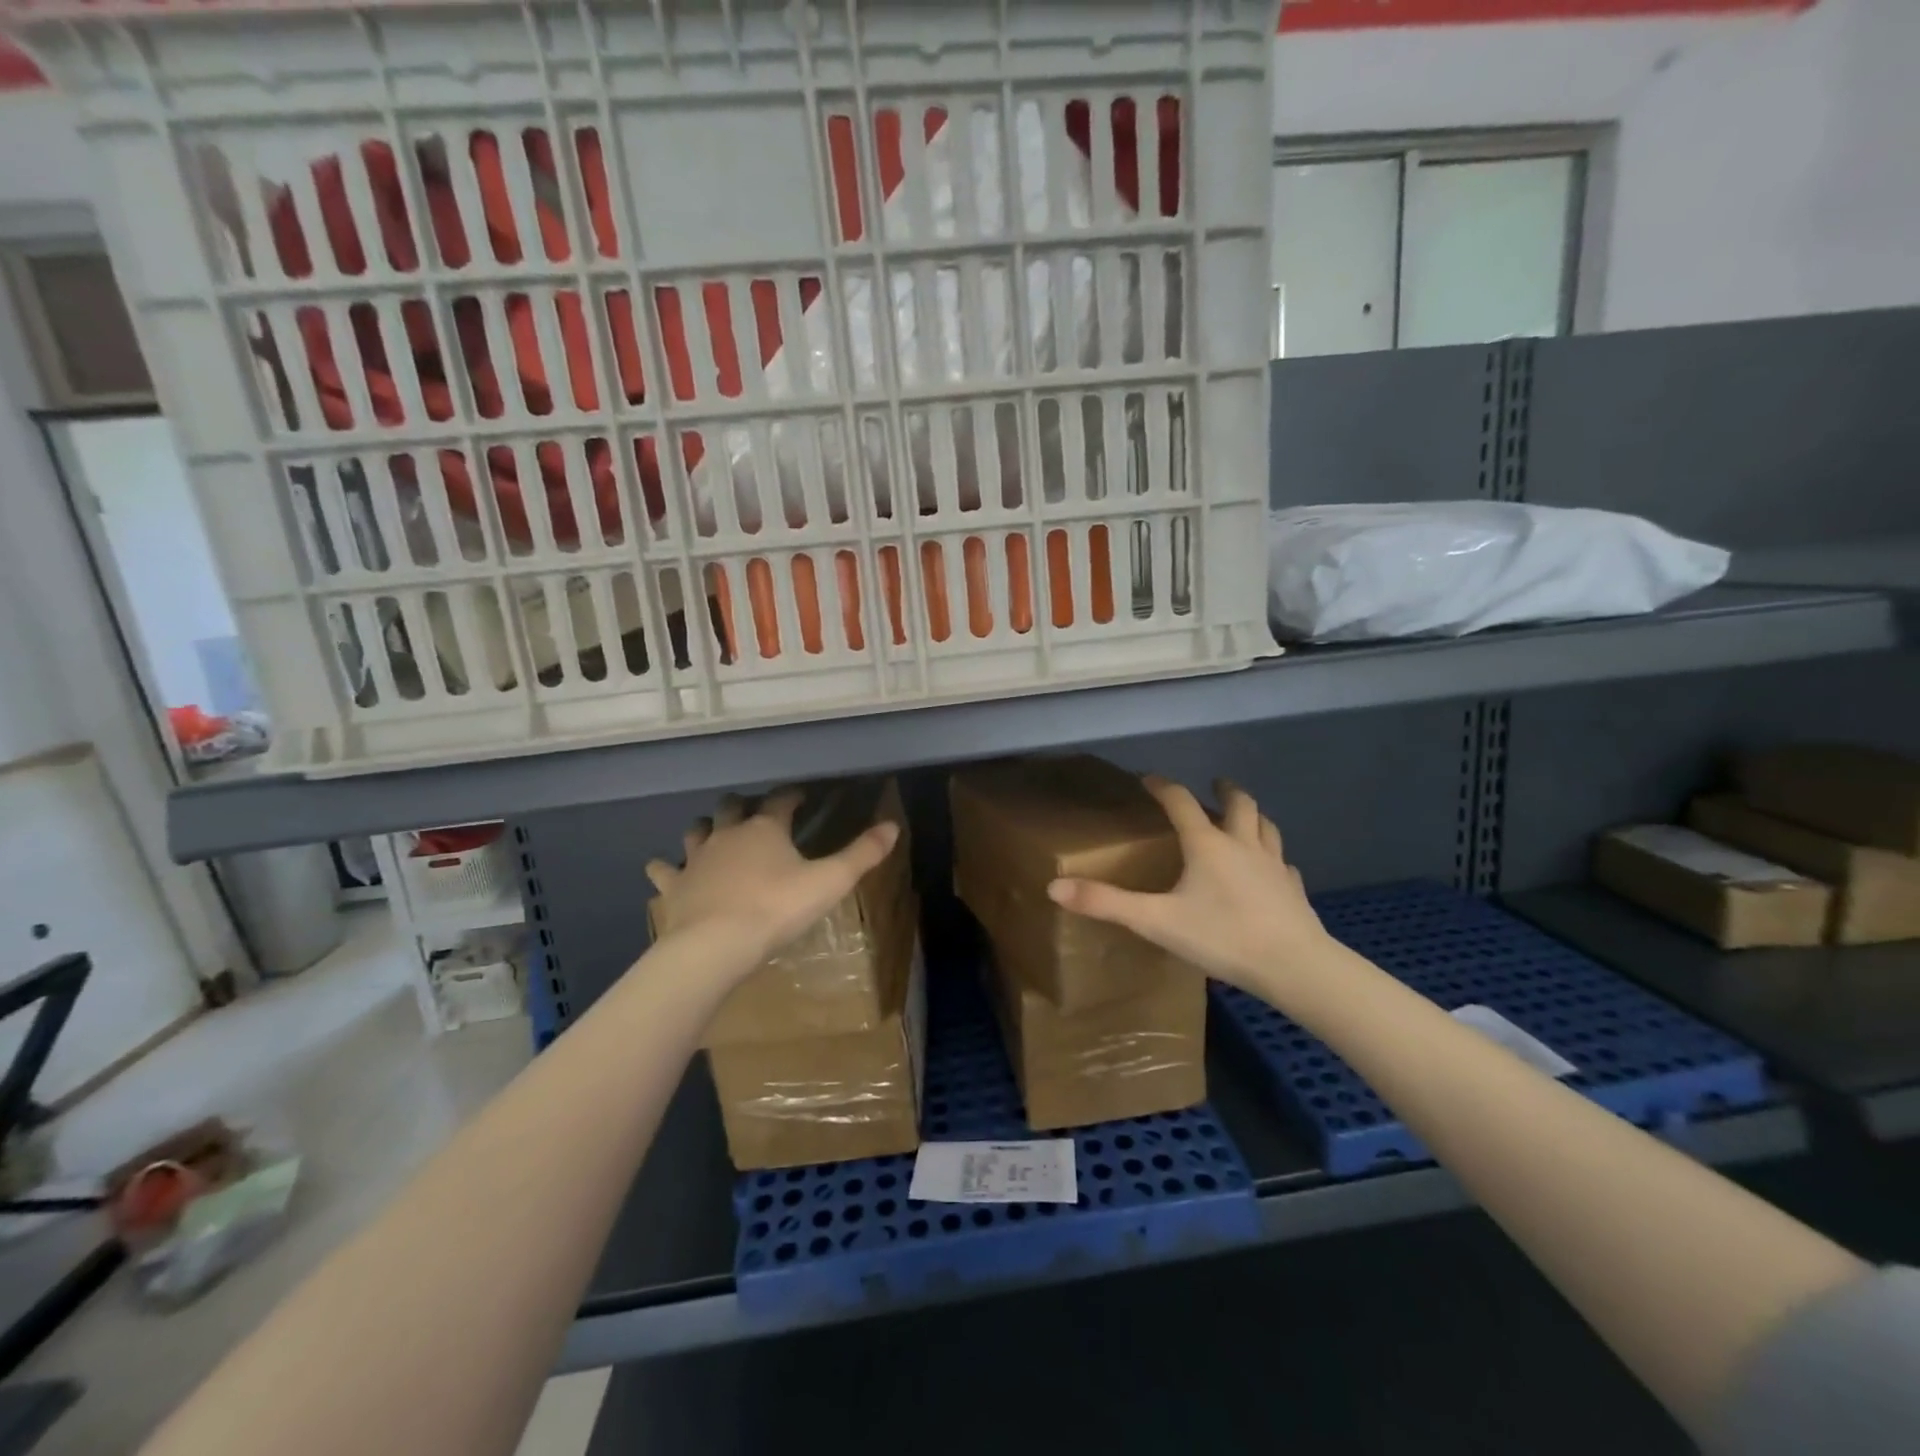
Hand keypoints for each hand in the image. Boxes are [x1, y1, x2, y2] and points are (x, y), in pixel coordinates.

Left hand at [646, 791, 899, 980]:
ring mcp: (696, 859)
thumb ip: (862, 854)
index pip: (781, 801)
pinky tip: (663, 869)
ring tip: (712, 831)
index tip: (801, 796)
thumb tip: (893, 825)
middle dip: (743, 805)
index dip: (792, 796)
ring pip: (697, 831)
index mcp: (766, 829)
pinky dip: (666, 867)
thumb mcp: (830, 882)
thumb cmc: (777, 909)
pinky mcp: (674, 886)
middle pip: (732, 807)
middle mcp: (728, 834)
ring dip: (705, 828)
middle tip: (754, 811)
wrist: (715, 945)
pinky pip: (665, 870)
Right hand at [1047, 777, 1334, 997]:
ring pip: (1266, 827)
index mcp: (1207, 845)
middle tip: (1215, 784)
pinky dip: (1272, 856)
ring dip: (1253, 815)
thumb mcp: (1156, 921)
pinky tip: (1271, 868)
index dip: (1163, 787)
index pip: (1181, 802)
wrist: (1294, 966)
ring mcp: (1274, 866)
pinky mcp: (1293, 889)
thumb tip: (1054, 887)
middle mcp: (1242, 845)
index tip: (1148, 778)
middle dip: (1224, 790)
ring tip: (1244, 816)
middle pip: (1238, 804)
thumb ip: (1106, 903)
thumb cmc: (1222, 937)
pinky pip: (1283, 863)